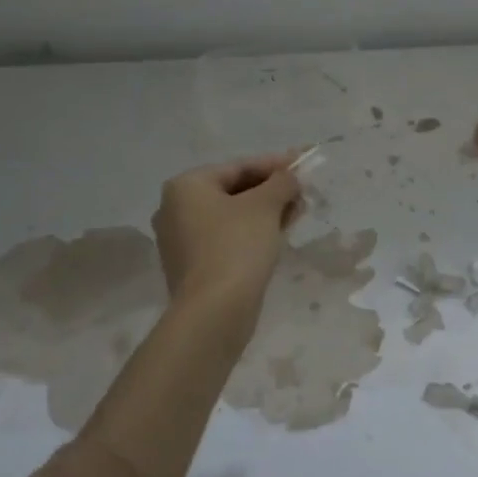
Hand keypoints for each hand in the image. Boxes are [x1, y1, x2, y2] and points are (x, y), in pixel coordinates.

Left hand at [153, 153, 303, 318]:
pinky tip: (277, 236)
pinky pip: (225, 239)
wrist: (215, 311)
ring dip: (264, 213)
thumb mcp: (265, 206)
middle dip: (270, 191)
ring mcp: (180, 240)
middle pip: (233, 191)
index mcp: (186, 186)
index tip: (302, 166)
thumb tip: (290, 176)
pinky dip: (251, 234)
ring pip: (231, 217)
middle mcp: (174, 208)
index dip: (275, 165)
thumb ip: (281, 183)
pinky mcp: (192, 266)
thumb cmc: (237, 245)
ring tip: (296, 214)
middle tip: (302, 194)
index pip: (238, 167)